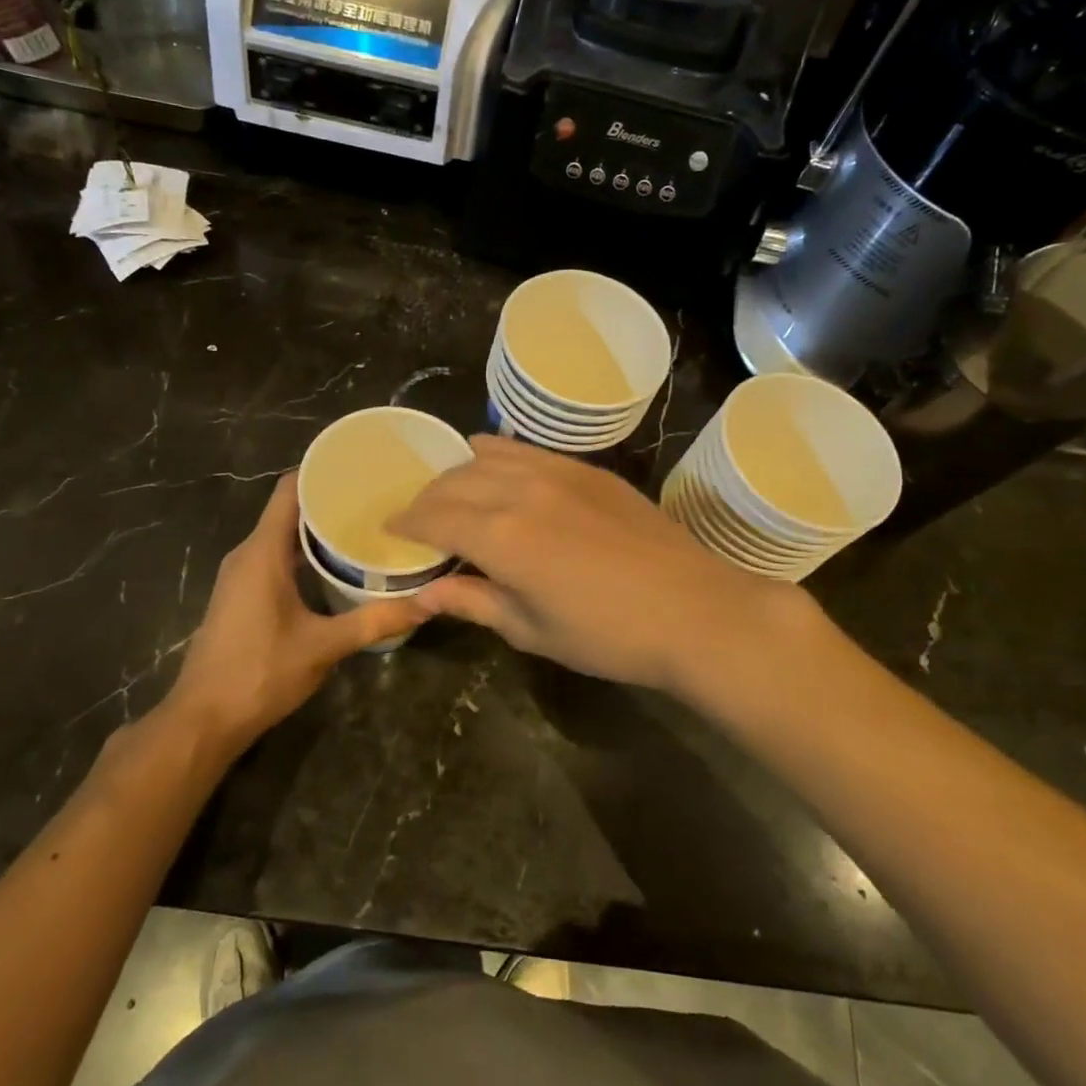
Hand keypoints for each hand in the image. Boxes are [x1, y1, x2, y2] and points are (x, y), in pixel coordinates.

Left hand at [166, 472, 429, 747]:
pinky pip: (276, 557)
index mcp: (262, 552)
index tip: (361, 465)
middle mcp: (248, 554)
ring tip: (366, 525)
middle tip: (378, 497)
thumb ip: (376, 621)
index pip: (289, 489)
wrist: (203, 720)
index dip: (321, 471)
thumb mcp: (324, 646)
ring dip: (318, 529)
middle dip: (330, 500)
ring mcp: (241, 575)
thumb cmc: (260, 673)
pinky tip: (337, 565)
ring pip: (282, 535)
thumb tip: (428, 603)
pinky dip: (305, 552)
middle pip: (288, 509)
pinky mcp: (242, 595)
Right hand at [394, 436, 803, 692]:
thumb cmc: (609, 635)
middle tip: (418, 519)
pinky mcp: (588, 469)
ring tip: (452, 494)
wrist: (696, 610)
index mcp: (501, 536)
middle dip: (427, 498)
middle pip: (455, 480)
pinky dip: (498, 455)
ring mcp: (558, 472)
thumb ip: (474, 602)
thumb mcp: (532, 630)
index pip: (433, 516)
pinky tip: (496, 467)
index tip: (389, 530)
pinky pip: (527, 450)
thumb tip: (424, 594)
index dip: (405, 522)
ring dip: (459, 472)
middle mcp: (521, 490)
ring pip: (488, 455)